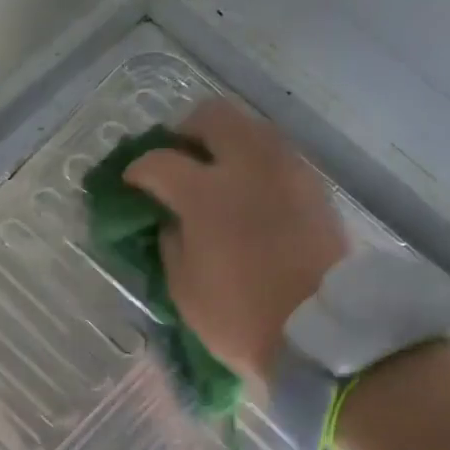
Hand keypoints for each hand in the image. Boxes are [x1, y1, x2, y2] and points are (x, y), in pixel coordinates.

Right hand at [124, 101, 345, 382]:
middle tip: (177, 158)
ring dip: (226, 142)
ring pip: (252, 128)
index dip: (138, 170)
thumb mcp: (184, 287)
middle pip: (213, 116)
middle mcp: (249, 166)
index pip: (160, 161)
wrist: (318, 332)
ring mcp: (287, 171)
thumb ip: (171, 241)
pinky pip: (277, 155)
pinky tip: (248, 193)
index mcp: (207, 194)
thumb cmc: (239, 316)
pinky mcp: (314, 186)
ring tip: (215, 174)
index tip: (131, 183)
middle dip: (186, 131)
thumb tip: (172, 219)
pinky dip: (255, 163)